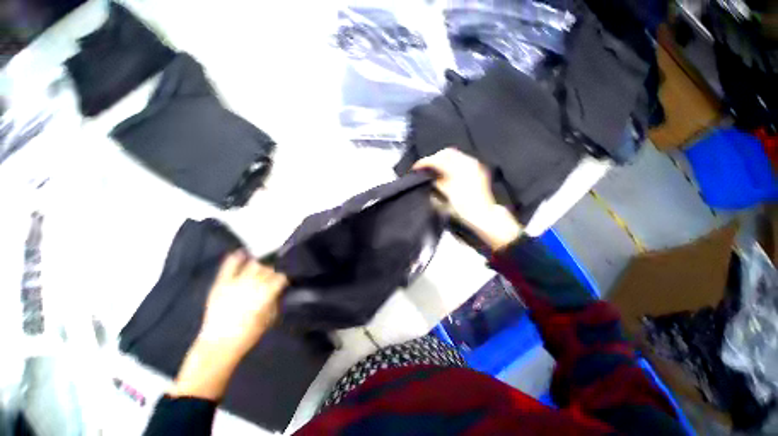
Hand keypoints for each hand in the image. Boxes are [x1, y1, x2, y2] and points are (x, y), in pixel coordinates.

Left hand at [169, 252, 286, 399]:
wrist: (219, 345)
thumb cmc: (249, 334)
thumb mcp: (270, 317)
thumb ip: (276, 299)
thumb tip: (280, 289)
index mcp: (266, 293)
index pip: (281, 276)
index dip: (286, 276)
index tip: (288, 277)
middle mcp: (252, 283)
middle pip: (268, 268)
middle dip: (275, 268)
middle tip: (277, 272)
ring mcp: (235, 282)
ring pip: (253, 264)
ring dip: (261, 263)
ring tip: (265, 263)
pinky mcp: (221, 283)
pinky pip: (229, 266)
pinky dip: (236, 258)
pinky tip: (243, 252)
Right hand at [414, 148, 521, 250]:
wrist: (482, 214)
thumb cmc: (466, 208)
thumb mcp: (446, 195)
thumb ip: (437, 183)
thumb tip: (432, 178)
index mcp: (458, 170)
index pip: (437, 160)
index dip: (425, 162)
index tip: (417, 167)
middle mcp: (467, 164)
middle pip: (446, 153)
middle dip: (433, 159)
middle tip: (425, 167)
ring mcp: (474, 166)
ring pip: (454, 155)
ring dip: (442, 161)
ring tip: (434, 170)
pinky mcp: (477, 170)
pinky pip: (461, 161)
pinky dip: (451, 164)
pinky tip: (447, 173)